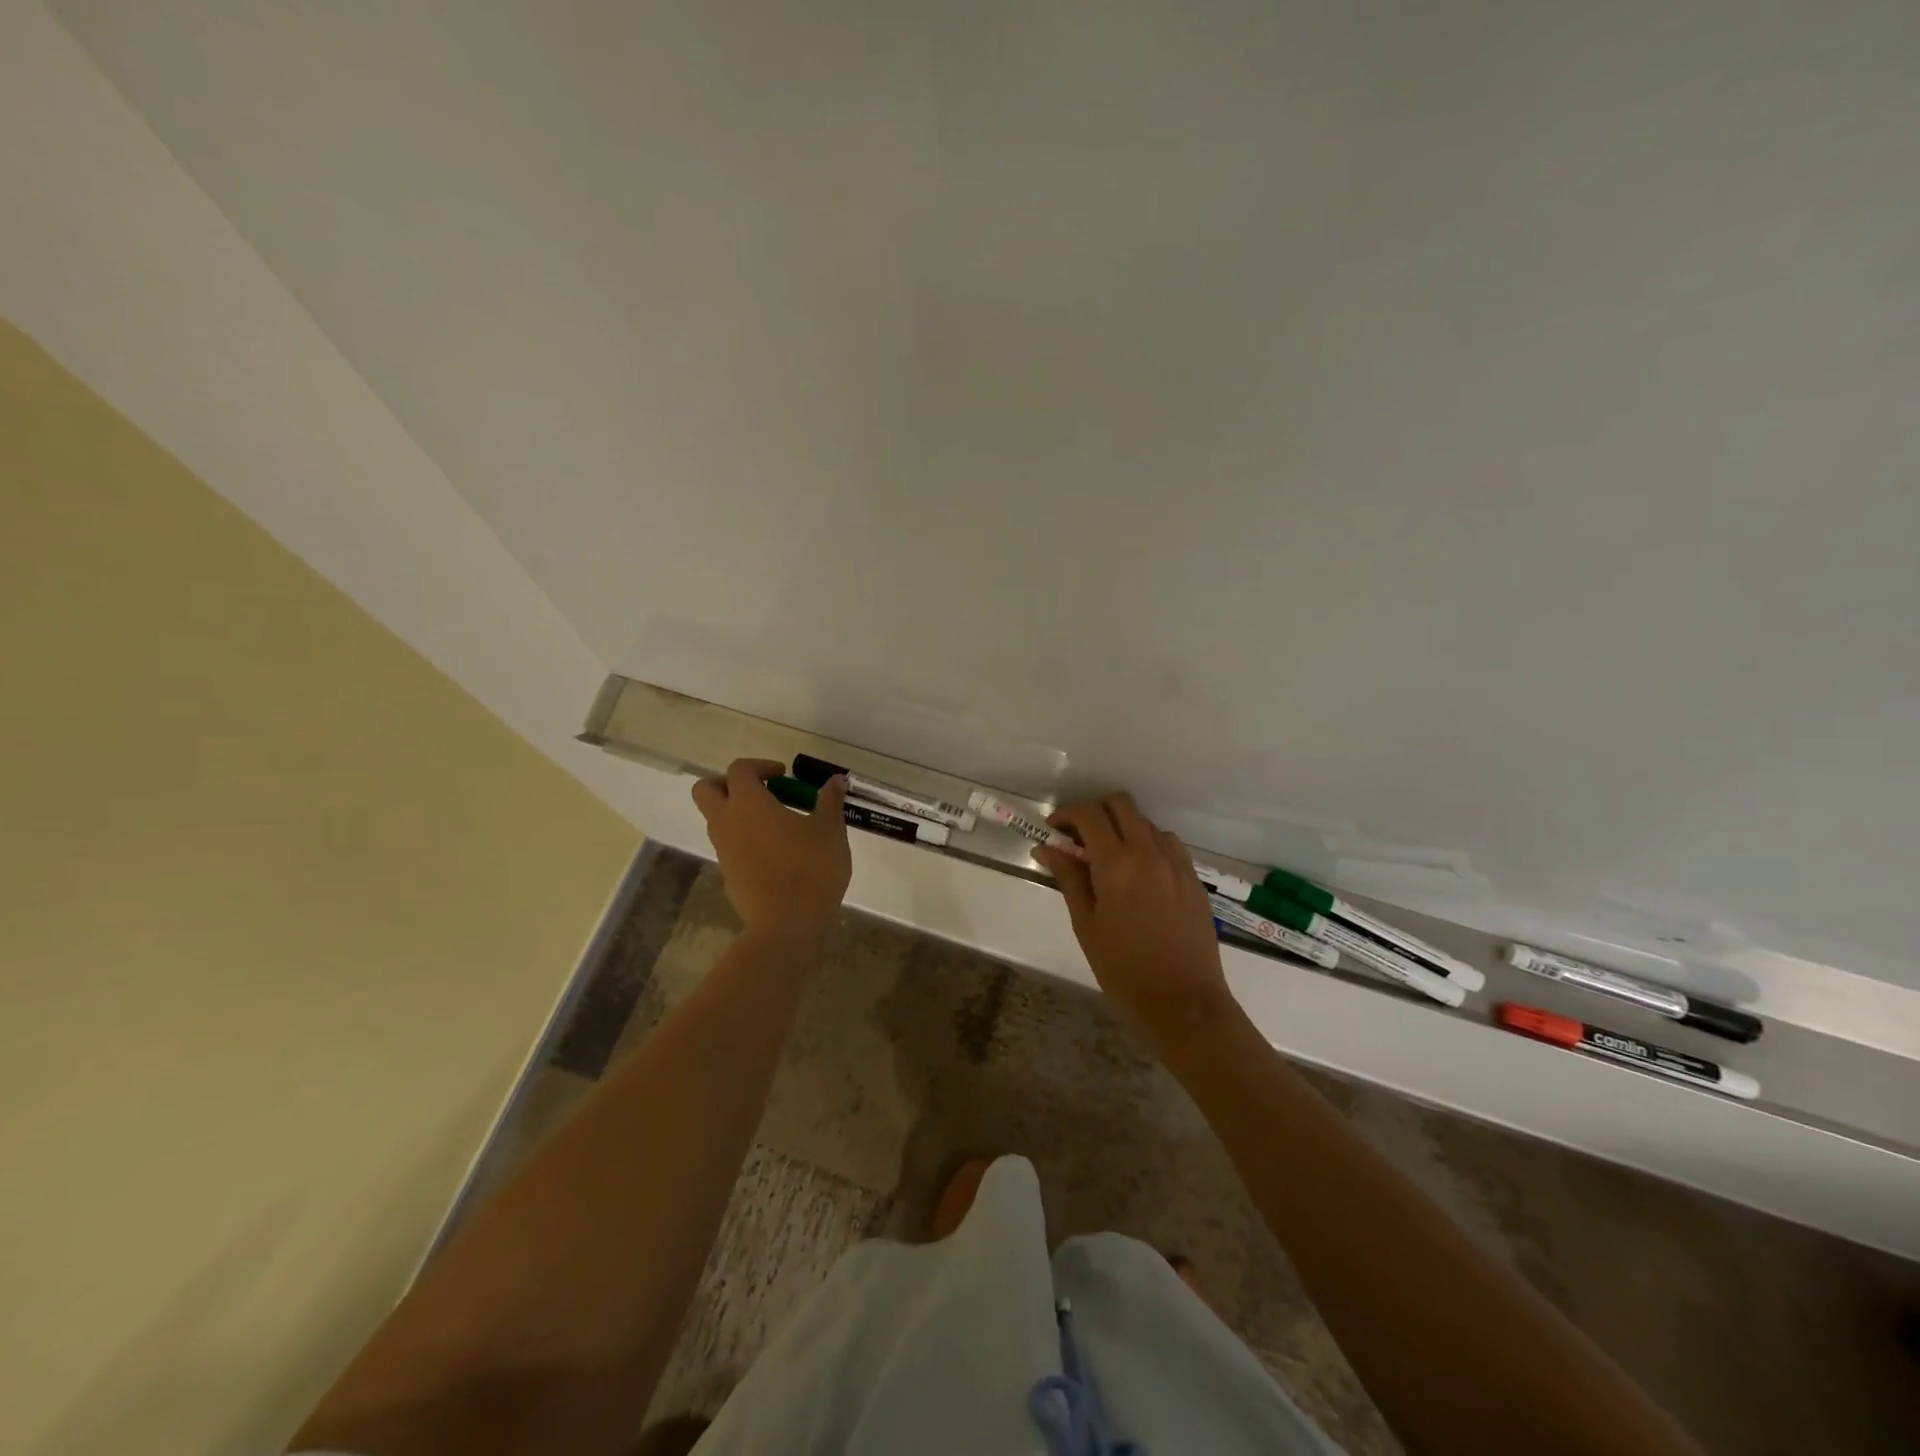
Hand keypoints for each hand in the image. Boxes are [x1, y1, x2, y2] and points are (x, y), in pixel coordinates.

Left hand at [692, 759, 851, 939]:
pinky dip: (745, 841)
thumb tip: (836, 780)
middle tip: (762, 792)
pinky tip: (777, 854)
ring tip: (777, 824)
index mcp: (748, 803)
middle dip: (729, 784)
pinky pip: (729, 847)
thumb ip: (830, 801)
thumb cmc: (810, 869)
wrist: (787, 925)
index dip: (760, 766)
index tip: (784, 775)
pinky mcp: (728, 875)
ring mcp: (723, 851)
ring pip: (716, 820)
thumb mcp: (829, 830)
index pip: (739, 769)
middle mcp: (727, 822)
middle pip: (707, 790)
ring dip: (738, 814)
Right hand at [1036, 793, 1231, 1038]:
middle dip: (1095, 812)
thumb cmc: (1124, 969)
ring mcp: (1176, 863)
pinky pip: (1168, 843)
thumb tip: (1046, 848)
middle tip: (1079, 838)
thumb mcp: (1086, 925)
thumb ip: (1069, 879)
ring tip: (1109, 858)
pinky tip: (1140, 872)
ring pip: (1145, 822)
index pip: (1089, 815)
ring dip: (1122, 828)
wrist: (1183, 1001)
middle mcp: (1149, 852)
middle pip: (1120, 804)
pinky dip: (1148, 843)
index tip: (1054, 829)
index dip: (1067, 814)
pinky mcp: (1193, 878)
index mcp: (1117, 864)